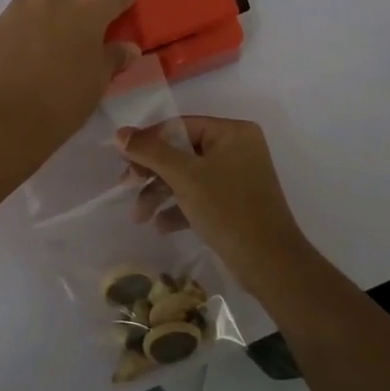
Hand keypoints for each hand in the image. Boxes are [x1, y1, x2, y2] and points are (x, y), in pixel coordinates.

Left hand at [0, 0, 137, 153]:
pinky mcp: (5, 15)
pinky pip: (29, 0)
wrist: (7, 113)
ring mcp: (28, 1)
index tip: (128, 7)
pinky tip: (41, 31)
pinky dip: (40, 7)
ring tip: (67, 19)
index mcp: (91, 5)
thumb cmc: (64, 98)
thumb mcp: (98, 80)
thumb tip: (128, 48)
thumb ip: (114, 56)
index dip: (125, 1)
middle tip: (98, 12)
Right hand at [117, 116, 316, 286]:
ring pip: (187, 176)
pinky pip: (199, 196)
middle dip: (152, 173)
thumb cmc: (227, 209)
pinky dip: (178, 208)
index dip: (148, 141)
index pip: (179, 126)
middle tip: (125, 186)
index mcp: (232, 132)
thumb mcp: (184, 176)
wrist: (269, 263)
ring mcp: (236, 177)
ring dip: (160, 194)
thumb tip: (120, 133)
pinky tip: (160, 226)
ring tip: (139, 216)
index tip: (121, 159)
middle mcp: (237, 148)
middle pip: (181, 152)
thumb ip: (150, 152)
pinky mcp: (233, 203)